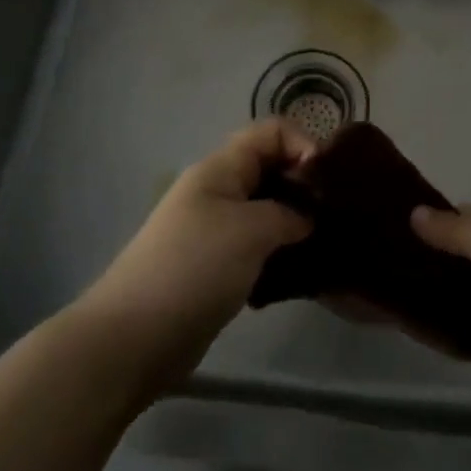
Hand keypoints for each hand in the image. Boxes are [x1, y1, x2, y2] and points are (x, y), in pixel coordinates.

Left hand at [80, 121, 313, 384]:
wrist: (134, 338)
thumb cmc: (194, 268)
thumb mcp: (251, 230)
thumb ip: (289, 213)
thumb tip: (308, 218)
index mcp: (221, 169)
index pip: (271, 131)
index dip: (304, 144)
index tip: (329, 180)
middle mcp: (218, 191)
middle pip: (271, 168)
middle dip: (305, 184)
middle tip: (336, 213)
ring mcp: (215, 230)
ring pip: (267, 210)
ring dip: (296, 221)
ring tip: (325, 242)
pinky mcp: (216, 266)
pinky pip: (258, 245)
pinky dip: (280, 252)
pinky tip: (301, 271)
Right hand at [410, 205, 470, 394]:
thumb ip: (460, 233)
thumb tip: (413, 214)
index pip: (467, 215)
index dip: (436, 218)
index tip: (394, 224)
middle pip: (465, 251)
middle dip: (434, 254)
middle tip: (386, 257)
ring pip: (467, 286)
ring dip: (441, 286)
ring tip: (392, 285)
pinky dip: (451, 318)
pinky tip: (417, 317)